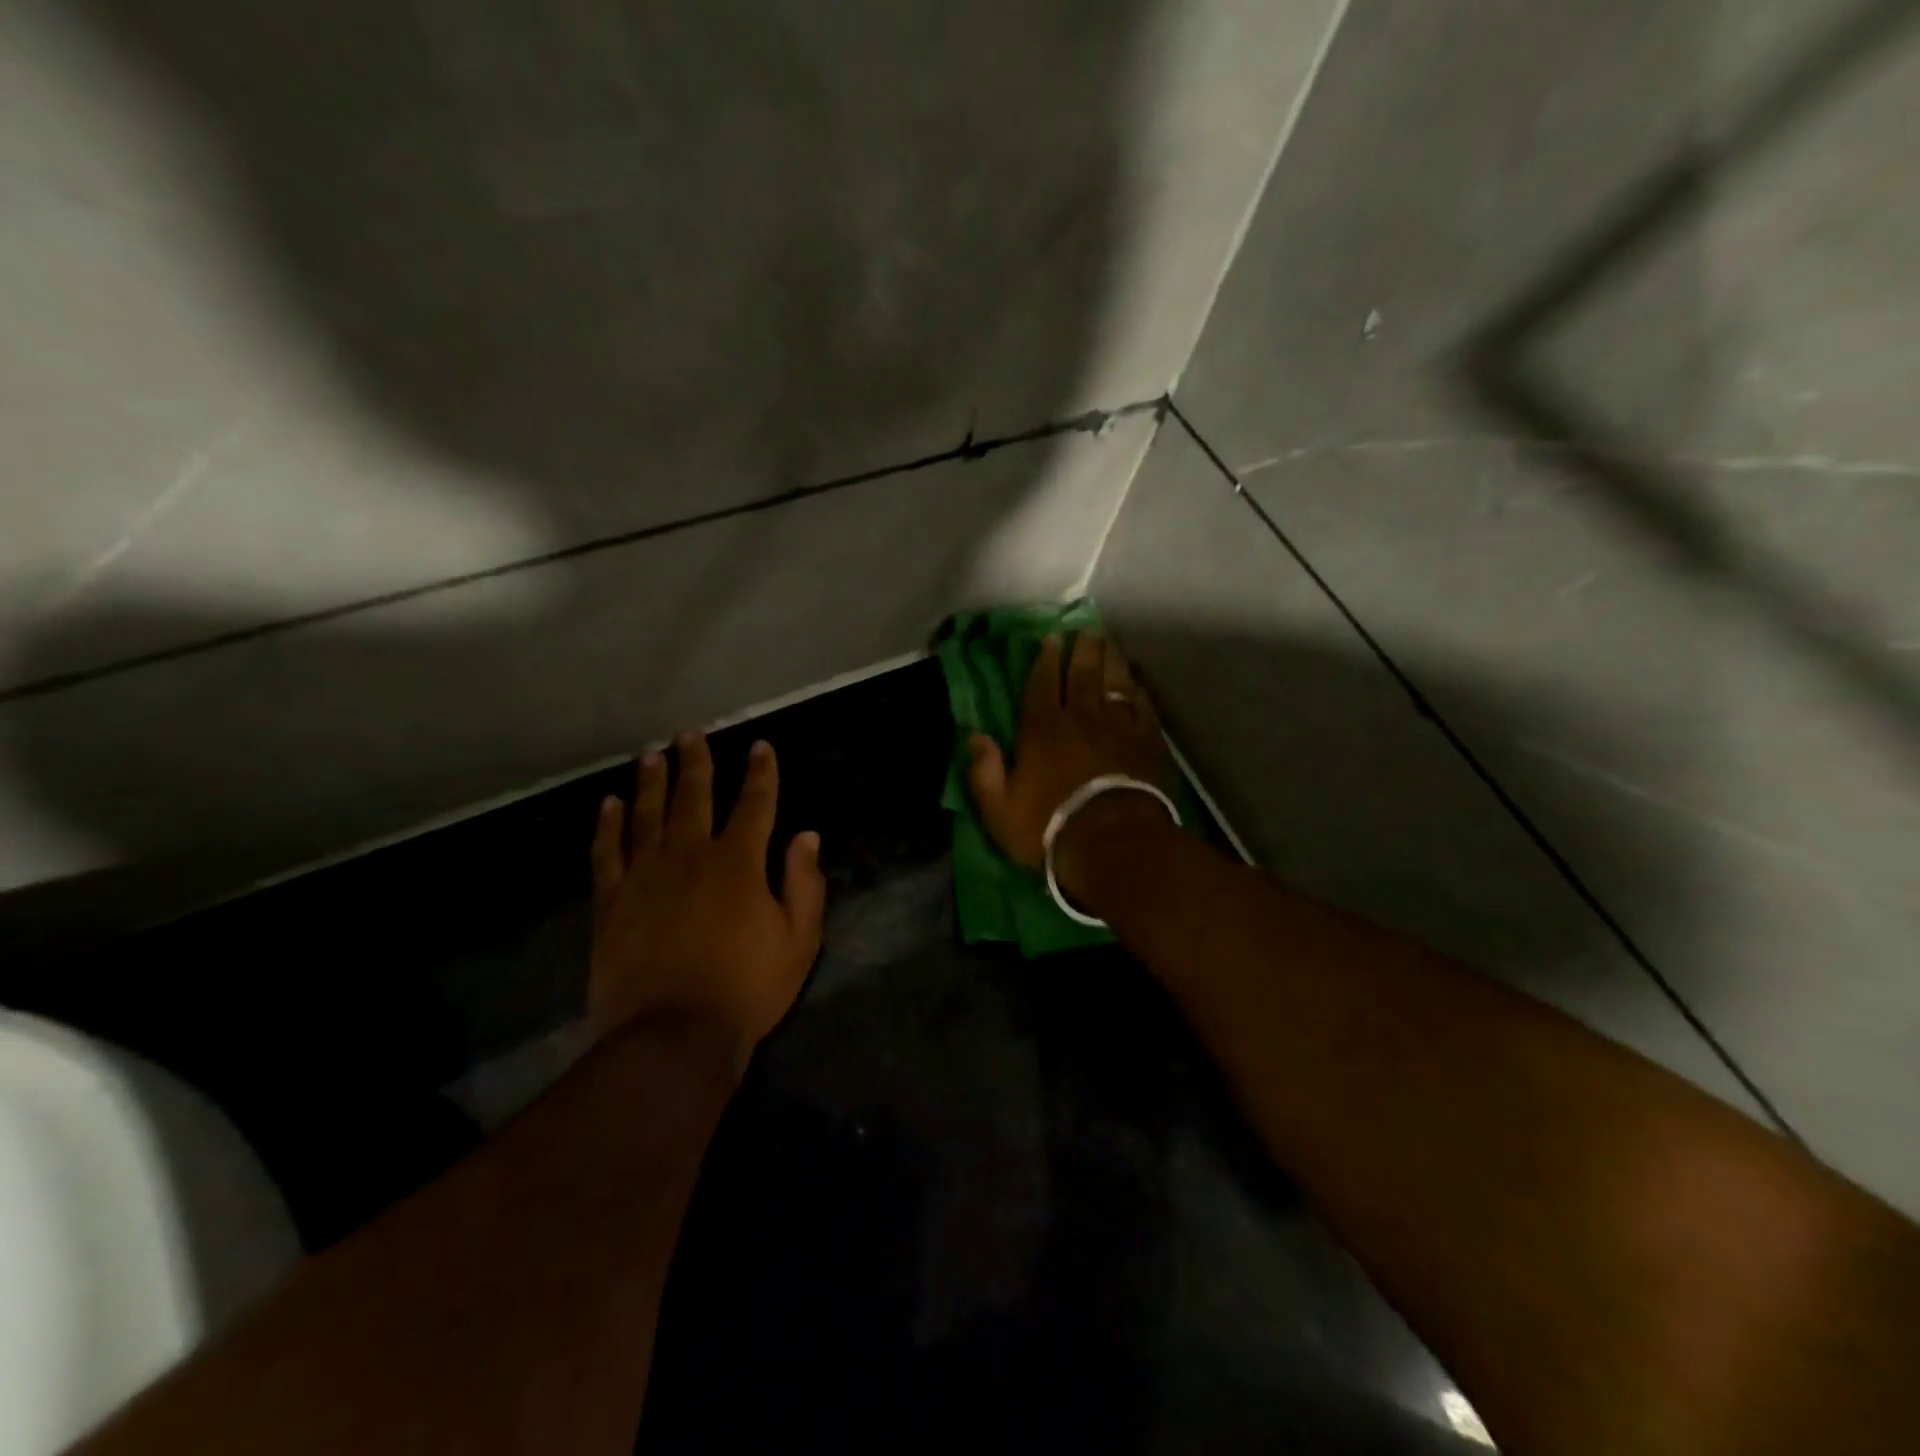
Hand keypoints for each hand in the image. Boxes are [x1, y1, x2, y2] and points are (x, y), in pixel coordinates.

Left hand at [589, 733, 825, 1070]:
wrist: (672, 1036)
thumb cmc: (746, 989)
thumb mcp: (799, 940)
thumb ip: (804, 883)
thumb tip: (807, 835)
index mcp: (739, 862)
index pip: (755, 804)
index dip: (761, 773)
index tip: (761, 747)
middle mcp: (691, 855)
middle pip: (694, 796)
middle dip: (696, 762)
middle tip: (690, 733)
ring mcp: (645, 875)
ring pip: (648, 814)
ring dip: (651, 782)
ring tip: (651, 755)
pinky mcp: (611, 901)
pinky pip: (607, 852)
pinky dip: (608, 825)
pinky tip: (607, 804)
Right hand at [966, 632, 1172, 876]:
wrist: (1113, 842)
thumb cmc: (1049, 827)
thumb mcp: (999, 810)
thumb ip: (984, 771)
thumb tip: (974, 736)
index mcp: (1042, 729)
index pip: (1042, 682)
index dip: (1045, 658)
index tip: (1051, 638)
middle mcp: (1080, 717)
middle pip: (1083, 672)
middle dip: (1082, 648)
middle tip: (1085, 628)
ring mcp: (1118, 726)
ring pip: (1115, 681)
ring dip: (1111, 659)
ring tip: (1109, 644)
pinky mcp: (1147, 741)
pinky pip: (1142, 705)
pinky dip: (1137, 690)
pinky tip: (1136, 683)